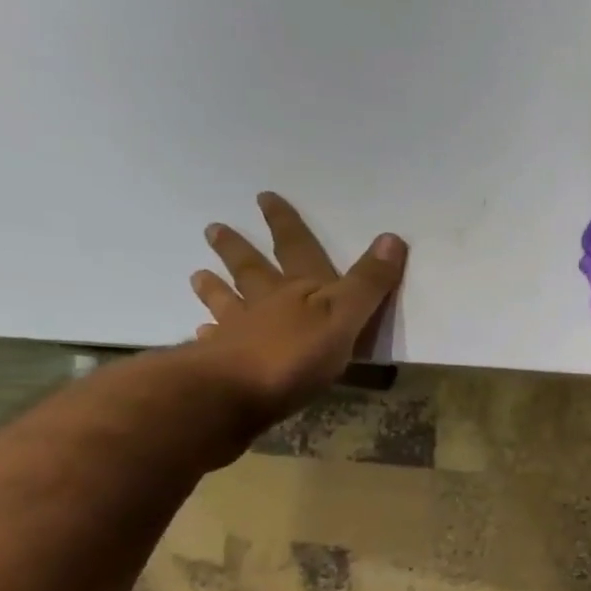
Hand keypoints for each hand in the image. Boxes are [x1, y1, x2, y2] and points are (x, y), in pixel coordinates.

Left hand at [189, 192, 406, 422]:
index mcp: (301, 291)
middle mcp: (267, 304)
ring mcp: (239, 332)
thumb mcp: (345, 316)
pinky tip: (201, 332)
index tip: (265, 197)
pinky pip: (215, 343)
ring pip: (229, 303)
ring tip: (198, 274)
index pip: (296, 249)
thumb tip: (392, 237)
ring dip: (216, 288)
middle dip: (239, 250)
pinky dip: (209, 334)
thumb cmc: (296, 355)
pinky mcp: (222, 364)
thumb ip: (368, 283)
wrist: (234, 393)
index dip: (286, 225)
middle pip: (253, 271)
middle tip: (214, 228)